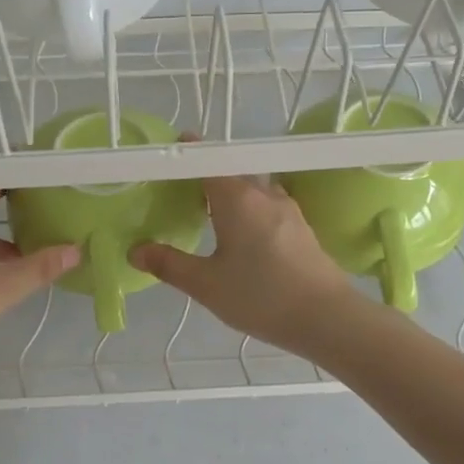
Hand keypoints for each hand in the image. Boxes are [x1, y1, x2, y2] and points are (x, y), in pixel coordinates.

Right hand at [130, 175, 363, 358]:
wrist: (326, 317)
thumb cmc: (261, 296)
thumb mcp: (206, 285)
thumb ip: (169, 264)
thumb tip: (136, 250)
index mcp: (237, 198)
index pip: (208, 161)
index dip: (189, 152)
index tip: (174, 146)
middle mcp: (264, 194)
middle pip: (232, 172)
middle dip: (208, 175)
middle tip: (184, 190)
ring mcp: (288, 209)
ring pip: (253, 189)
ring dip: (232, 192)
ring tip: (211, 212)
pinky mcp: (301, 228)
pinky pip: (268, 206)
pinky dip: (250, 208)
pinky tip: (244, 234)